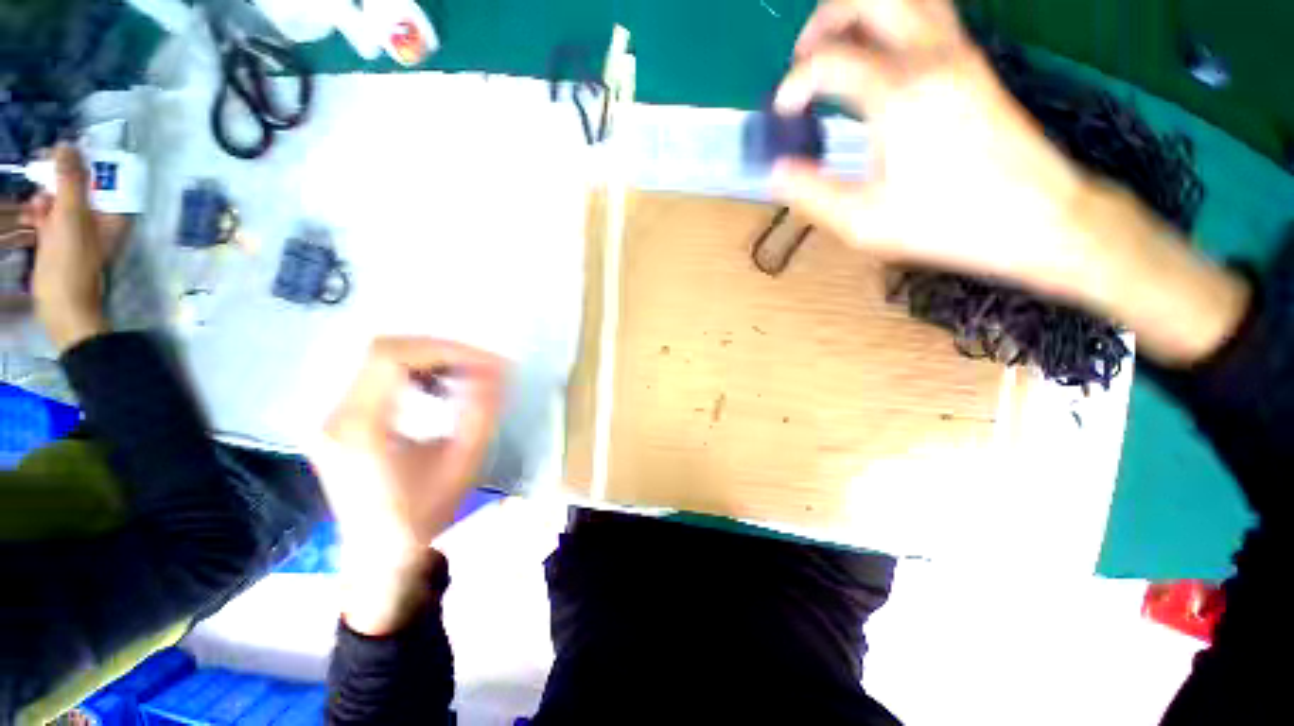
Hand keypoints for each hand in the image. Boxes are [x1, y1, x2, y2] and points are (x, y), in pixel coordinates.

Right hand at [21, 145, 130, 351]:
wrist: (62, 308)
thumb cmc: (70, 262)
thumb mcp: (71, 215)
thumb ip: (71, 180)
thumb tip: (68, 145)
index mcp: (116, 216)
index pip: (104, 177)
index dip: (83, 161)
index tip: (60, 151)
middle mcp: (103, 222)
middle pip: (82, 188)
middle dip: (59, 179)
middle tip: (39, 171)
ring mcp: (82, 233)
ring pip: (63, 201)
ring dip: (47, 196)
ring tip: (35, 204)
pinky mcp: (63, 244)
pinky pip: (52, 219)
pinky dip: (41, 213)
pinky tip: (32, 215)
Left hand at [312, 337, 506, 633]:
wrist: (380, 557)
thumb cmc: (423, 515)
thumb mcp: (462, 463)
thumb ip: (481, 412)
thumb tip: (499, 370)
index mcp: (360, 427)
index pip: (393, 357)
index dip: (444, 350)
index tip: (484, 361)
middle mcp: (337, 413)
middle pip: (383, 350)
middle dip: (440, 350)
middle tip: (479, 364)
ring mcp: (334, 415)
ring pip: (380, 359)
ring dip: (429, 359)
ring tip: (465, 375)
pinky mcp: (343, 420)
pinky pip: (378, 376)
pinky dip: (415, 372)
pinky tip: (439, 389)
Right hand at [773, 0, 1089, 291]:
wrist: (1038, 216)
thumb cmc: (946, 223)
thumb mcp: (863, 222)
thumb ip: (811, 192)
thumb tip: (776, 170)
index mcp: (898, 94)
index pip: (827, 61)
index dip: (792, 85)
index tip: (783, 115)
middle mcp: (929, 56)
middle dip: (824, 19)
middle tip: (805, 58)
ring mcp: (957, 52)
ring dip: (860, 12)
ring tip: (837, 50)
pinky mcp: (973, 62)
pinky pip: (928, 13)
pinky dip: (893, 20)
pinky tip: (879, 57)